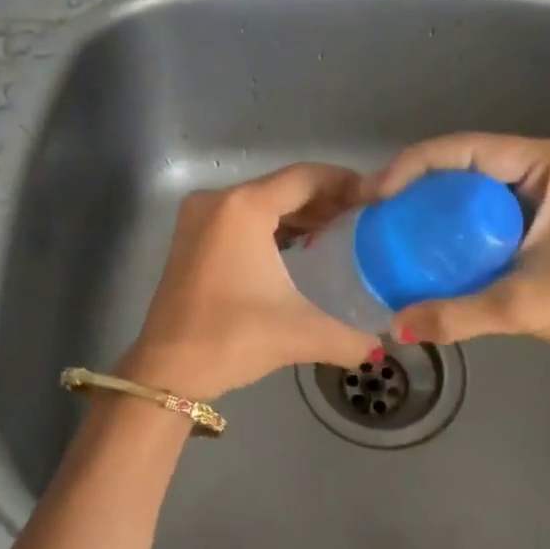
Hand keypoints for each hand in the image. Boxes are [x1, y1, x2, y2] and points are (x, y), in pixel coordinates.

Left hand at [122, 163, 378, 400]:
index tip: (377, 196)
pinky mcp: (192, 238)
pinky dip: (273, 227)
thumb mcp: (300, 334)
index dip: (345, 182)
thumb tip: (381, 348)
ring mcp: (200, 218)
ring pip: (262, 203)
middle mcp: (219, 201)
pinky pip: (242, 219)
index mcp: (245, 208)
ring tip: (341, 230)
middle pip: (283, 187)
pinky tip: (301, 246)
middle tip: (365, 216)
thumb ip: (350, 338)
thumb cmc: (232, 339)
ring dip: (299, 214)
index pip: (306, 178)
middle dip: (325, 199)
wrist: (168, 371)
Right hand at [362, 133, 549, 368]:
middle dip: (419, 184)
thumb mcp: (526, 305)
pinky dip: (459, 222)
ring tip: (394, 226)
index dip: (413, 166)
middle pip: (469, 161)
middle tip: (376, 212)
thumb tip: (395, 325)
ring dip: (437, 203)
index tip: (373, 195)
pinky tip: (431, 243)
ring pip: (479, 184)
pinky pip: (492, 207)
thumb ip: (458, 314)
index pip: (468, 149)